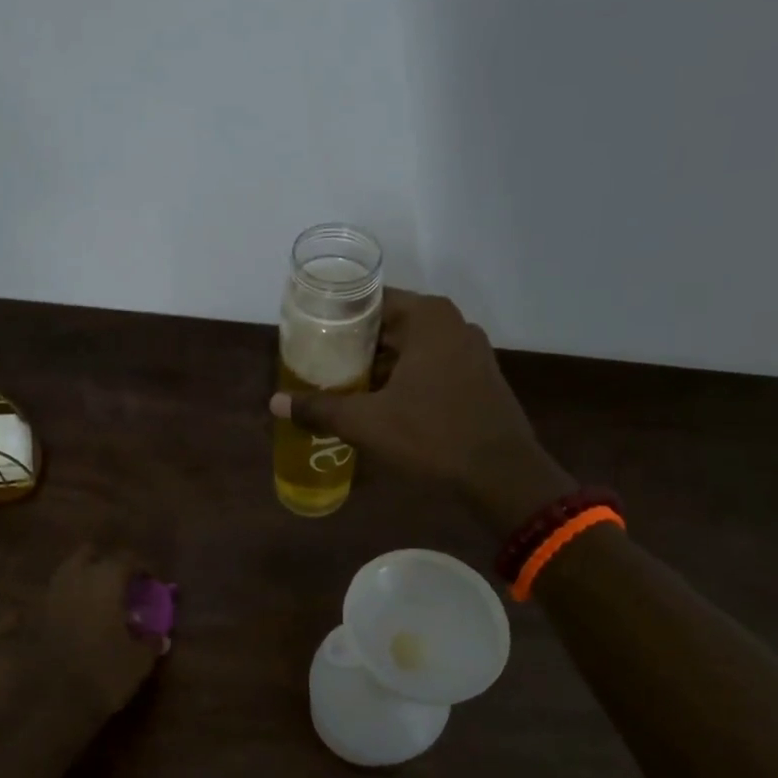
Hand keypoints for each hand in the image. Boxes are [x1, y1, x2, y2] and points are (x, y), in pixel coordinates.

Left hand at [22, 546, 166, 723]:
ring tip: (98, 599)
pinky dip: (64, 602)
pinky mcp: (33, 618)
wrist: (55, 703)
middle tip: (121, 583)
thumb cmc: (106, 673)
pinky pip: (51, 599)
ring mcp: (50, 597)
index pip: (126, 559)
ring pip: (66, 572)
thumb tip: (158, 635)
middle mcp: (75, 580)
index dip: (143, 567)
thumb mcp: (140, 659)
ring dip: (82, 578)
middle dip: (105, 563)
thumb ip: (151, 641)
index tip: (152, 582)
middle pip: (88, 554)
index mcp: (105, 581)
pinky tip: (74, 618)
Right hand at [269, 290, 574, 526]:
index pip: (370, 300)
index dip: (336, 317)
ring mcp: (470, 352)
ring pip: (410, 350)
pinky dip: (404, 379)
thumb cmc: (433, 436)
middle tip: (318, 364)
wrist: (502, 476)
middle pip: (390, 325)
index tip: (308, 334)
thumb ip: (320, 409)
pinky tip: (380, 404)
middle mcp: (452, 325)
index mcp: (428, 318)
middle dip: (354, 346)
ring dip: (379, 366)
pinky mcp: (478, 378)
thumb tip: (275, 403)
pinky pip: (431, 368)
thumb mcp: (367, 423)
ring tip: (342, 386)